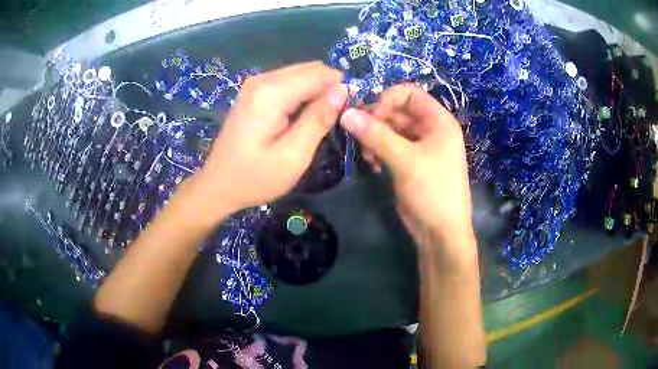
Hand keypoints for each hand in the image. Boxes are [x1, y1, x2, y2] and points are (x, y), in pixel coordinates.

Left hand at [196, 62, 346, 219]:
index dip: (339, 89)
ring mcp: (255, 83)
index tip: (346, 114)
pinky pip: (288, 83)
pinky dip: (301, 95)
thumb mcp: (293, 156)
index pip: (320, 74)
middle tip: (332, 120)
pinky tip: (299, 118)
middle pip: (310, 70)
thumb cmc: (255, 177)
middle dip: (328, 89)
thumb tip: (343, 90)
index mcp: (271, 92)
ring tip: (317, 122)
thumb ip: (319, 119)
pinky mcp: (254, 91)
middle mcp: (262, 79)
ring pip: (301, 74)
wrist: (218, 185)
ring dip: (316, 92)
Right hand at [340, 84, 473, 249]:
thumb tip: (346, 113)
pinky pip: (391, 147)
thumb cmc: (432, 190)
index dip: (388, 99)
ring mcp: (420, 147)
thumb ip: (375, 135)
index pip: (410, 93)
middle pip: (398, 111)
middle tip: (359, 136)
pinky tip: (373, 164)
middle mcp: (430, 129)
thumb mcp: (404, 159)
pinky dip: (379, 151)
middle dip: (377, 121)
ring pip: (391, 130)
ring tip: (367, 155)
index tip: (370, 115)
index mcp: (438, 121)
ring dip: (375, 138)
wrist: (441, 232)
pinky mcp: (410, 163)